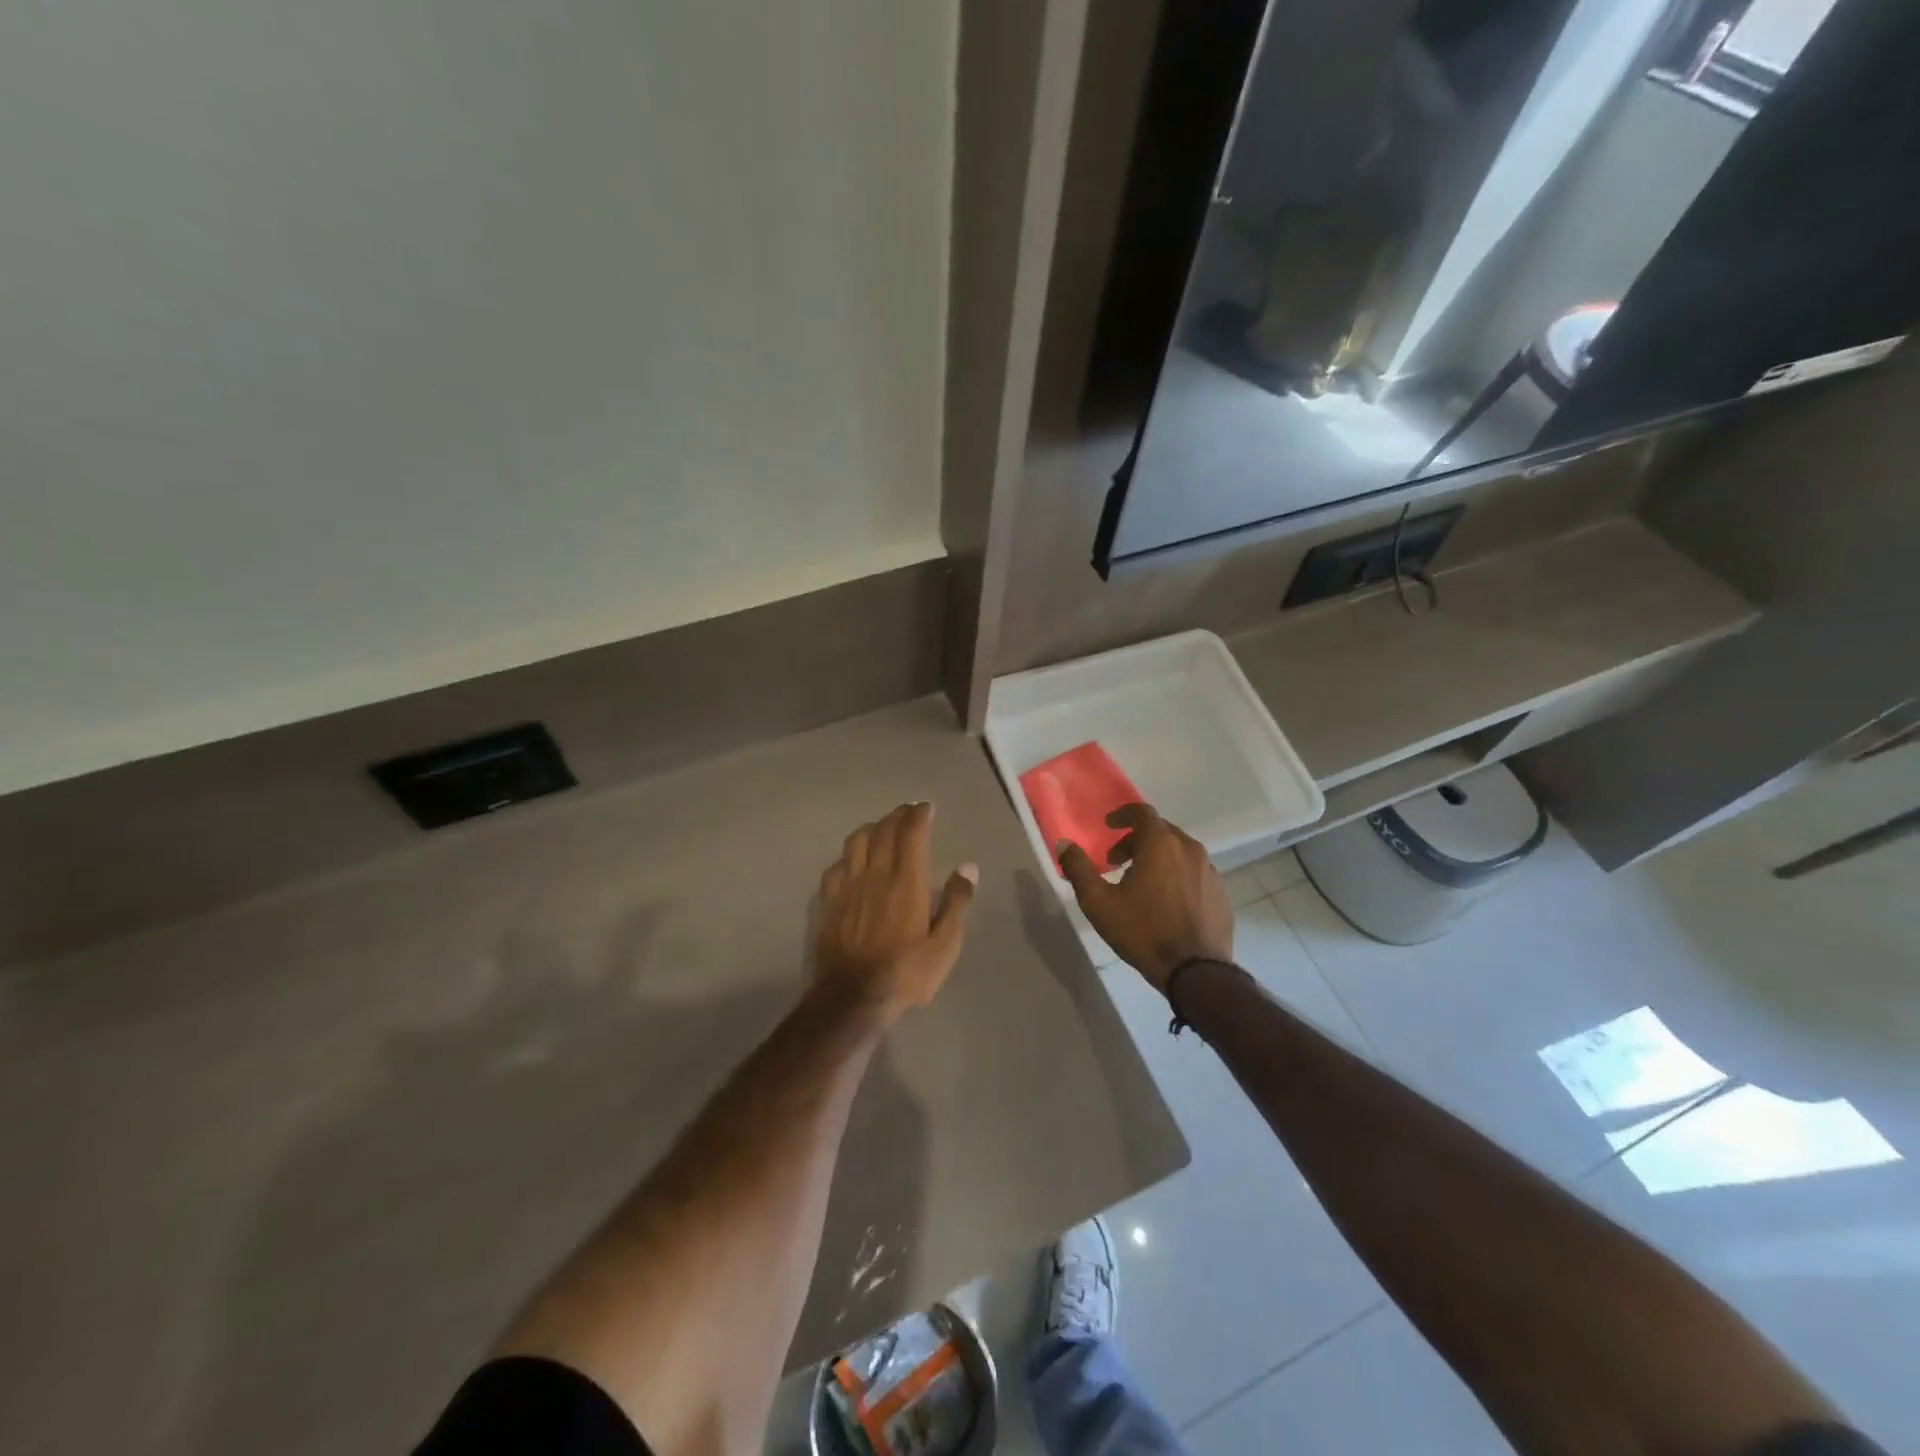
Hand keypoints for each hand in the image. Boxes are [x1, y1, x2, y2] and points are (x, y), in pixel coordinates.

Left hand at [813, 802, 977, 1021]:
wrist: (852, 998)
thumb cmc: (905, 973)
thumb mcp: (944, 945)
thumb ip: (956, 903)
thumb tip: (968, 867)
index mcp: (906, 881)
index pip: (912, 833)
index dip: (919, 815)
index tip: (927, 807)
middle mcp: (876, 874)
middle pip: (883, 830)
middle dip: (897, 815)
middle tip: (908, 812)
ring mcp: (848, 886)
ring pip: (856, 841)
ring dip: (871, 828)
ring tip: (881, 828)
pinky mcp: (829, 902)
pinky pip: (836, 866)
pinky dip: (848, 855)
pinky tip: (851, 861)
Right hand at [1057, 802, 1232, 993]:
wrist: (1196, 972)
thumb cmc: (1143, 931)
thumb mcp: (1098, 902)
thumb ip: (1078, 868)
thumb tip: (1064, 844)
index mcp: (1161, 844)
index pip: (1142, 812)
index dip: (1123, 815)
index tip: (1108, 826)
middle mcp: (1190, 849)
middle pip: (1161, 831)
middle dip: (1136, 840)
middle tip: (1117, 861)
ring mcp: (1210, 871)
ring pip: (1179, 852)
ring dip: (1157, 858)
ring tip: (1140, 883)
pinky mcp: (1221, 894)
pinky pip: (1194, 873)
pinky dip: (1177, 876)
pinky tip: (1166, 902)